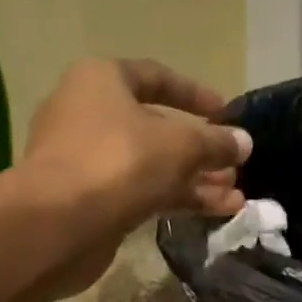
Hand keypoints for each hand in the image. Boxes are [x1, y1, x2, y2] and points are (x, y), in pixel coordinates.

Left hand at [20, 57, 251, 293]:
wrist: (57, 224)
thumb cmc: (118, 162)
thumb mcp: (178, 146)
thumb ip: (214, 143)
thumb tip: (243, 142)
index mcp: (101, 81)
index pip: (156, 77)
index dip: (195, 94)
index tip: (226, 112)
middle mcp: (88, 114)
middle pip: (154, 128)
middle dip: (199, 150)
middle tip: (234, 167)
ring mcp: (85, 161)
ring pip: (150, 166)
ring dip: (193, 181)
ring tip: (234, 198)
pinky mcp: (89, 202)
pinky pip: (140, 193)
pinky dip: (174, 200)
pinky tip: (212, 213)